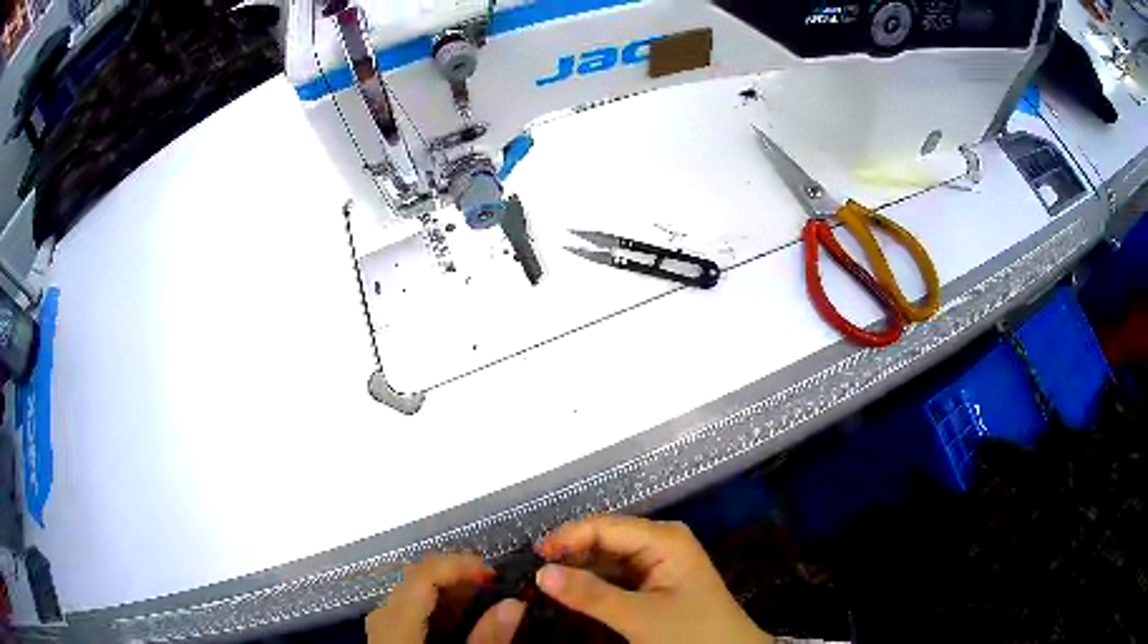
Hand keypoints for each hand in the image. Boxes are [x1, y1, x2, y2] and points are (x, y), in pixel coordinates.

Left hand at [365, 553, 524, 643]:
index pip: (422, 576)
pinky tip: (456, 613)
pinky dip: (434, 602)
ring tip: (481, 593)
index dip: (458, 565)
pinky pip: (408, 607)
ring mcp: (381, 626)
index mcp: (397, 624)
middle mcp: (383, 617)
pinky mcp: (387, 636)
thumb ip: (487, 641)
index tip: (494, 572)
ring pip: (410, 591)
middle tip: (493, 581)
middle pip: (413, 578)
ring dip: (446, 587)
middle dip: (454, 573)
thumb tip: (514, 604)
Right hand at [534, 515, 771, 643]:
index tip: (532, 558)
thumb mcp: (640, 617)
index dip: (567, 537)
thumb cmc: (692, 633)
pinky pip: (614, 575)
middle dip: (569, 554)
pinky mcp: (653, 581)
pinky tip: (569, 593)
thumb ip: (591, 594)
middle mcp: (659, 541)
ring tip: (542, 584)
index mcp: (664, 538)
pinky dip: (591, 583)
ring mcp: (656, 561)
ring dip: (577, 570)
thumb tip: (540, 571)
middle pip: (603, 539)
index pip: (604, 526)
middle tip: (532, 575)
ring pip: (605, 558)